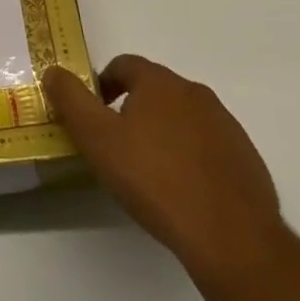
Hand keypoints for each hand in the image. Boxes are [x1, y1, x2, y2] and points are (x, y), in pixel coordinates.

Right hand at [45, 55, 284, 283]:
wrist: (230, 235)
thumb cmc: (155, 179)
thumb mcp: (98, 139)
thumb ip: (71, 100)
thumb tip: (53, 71)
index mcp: (159, 82)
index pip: (124, 65)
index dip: (103, 84)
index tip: (92, 115)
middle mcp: (195, 93)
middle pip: (154, 90)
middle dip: (132, 109)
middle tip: (116, 146)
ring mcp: (225, 125)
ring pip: (183, 118)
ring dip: (163, 133)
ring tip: (150, 172)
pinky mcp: (246, 157)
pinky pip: (209, 147)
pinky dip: (192, 158)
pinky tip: (184, 192)